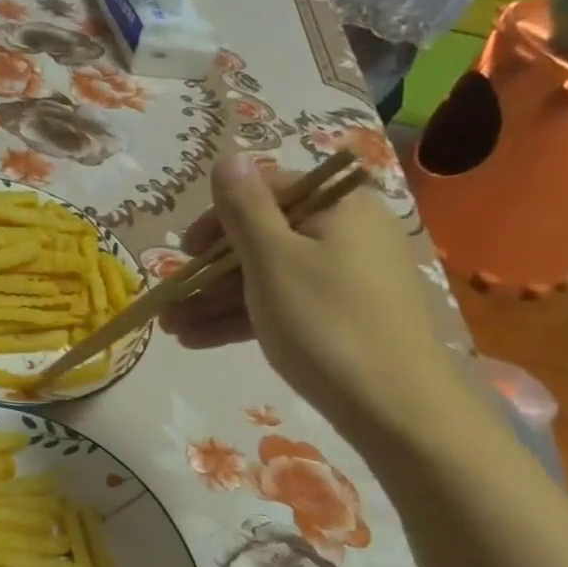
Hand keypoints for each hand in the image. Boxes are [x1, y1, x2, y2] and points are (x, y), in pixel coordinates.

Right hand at [160, 154, 466, 439]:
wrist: (396, 409)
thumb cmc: (324, 321)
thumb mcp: (272, 258)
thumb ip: (243, 206)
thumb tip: (229, 157)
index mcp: (337, 206)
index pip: (265, 192)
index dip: (217, 219)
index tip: (183, 252)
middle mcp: (345, 233)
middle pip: (262, 239)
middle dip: (209, 273)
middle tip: (170, 302)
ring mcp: (345, 278)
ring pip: (267, 277)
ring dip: (216, 301)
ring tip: (172, 329)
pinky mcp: (341, 317)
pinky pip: (283, 305)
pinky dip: (244, 319)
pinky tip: (198, 340)